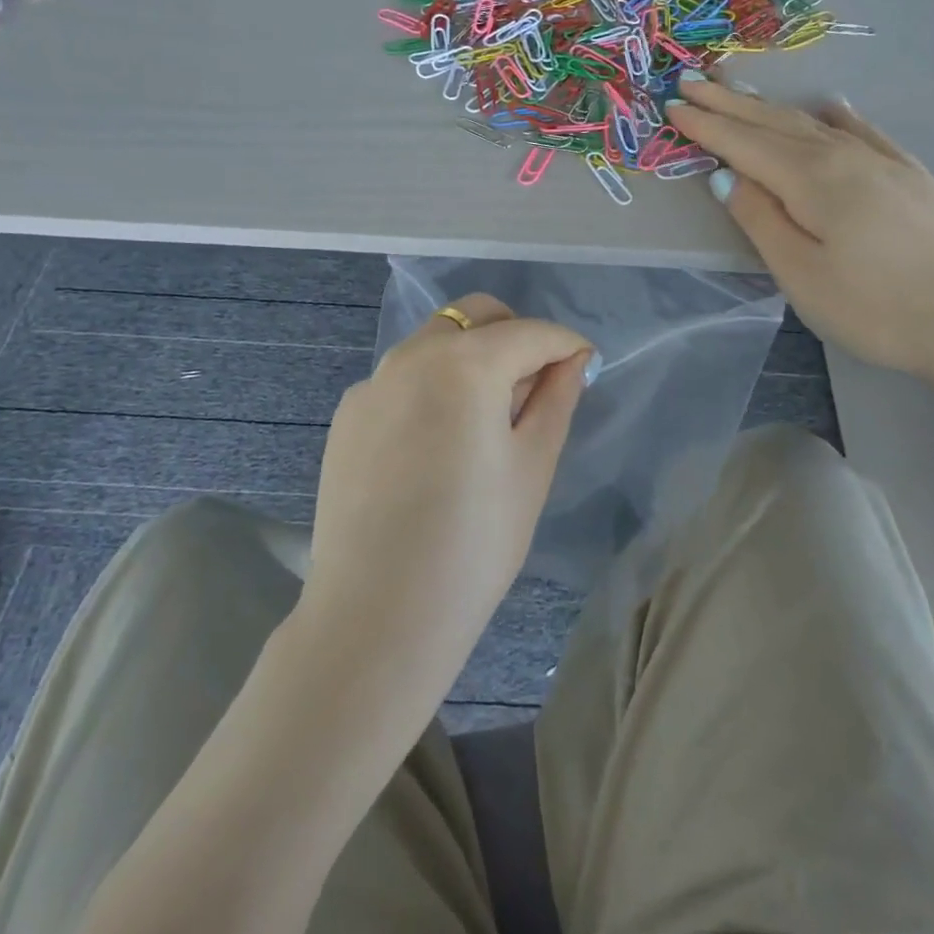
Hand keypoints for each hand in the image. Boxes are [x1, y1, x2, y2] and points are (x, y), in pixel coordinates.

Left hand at [298, 294, 594, 697]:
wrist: (377, 615)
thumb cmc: (475, 543)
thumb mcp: (532, 467)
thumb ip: (556, 398)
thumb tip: (572, 360)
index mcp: (464, 363)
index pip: (530, 333)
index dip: (566, 345)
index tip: (585, 365)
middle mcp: (411, 356)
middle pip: (475, 317)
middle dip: (515, 335)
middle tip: (536, 384)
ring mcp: (371, 383)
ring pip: (434, 343)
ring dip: (471, 358)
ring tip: (487, 418)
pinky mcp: (347, 415)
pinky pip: (401, 380)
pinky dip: (431, 387)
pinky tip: (435, 445)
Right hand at [668, 74, 933, 392]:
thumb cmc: (875, 309)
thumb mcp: (801, 275)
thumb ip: (760, 220)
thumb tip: (726, 176)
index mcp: (812, 180)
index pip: (745, 144)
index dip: (707, 125)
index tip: (673, 105)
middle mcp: (845, 157)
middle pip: (775, 124)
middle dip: (730, 104)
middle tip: (693, 83)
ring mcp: (882, 162)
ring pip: (813, 123)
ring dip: (771, 107)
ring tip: (741, 90)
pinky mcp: (909, 175)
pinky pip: (861, 131)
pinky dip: (834, 116)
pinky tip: (829, 106)